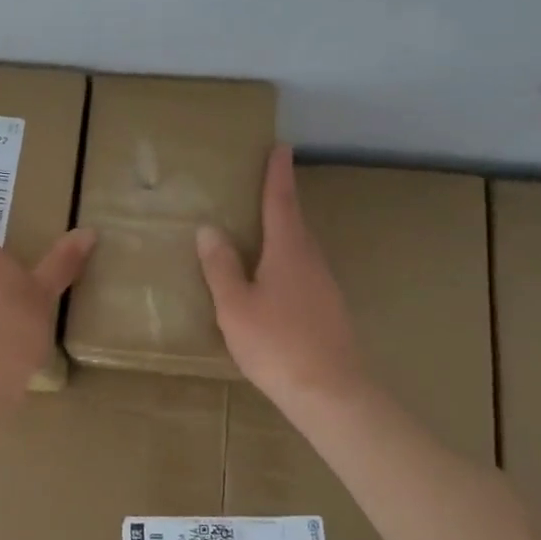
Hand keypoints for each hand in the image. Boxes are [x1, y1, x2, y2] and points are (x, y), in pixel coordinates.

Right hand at [196, 145, 366, 411]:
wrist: (330, 392)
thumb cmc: (276, 344)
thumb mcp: (235, 306)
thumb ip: (221, 267)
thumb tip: (210, 229)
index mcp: (288, 251)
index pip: (281, 202)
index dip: (277, 174)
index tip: (281, 147)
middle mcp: (311, 260)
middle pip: (294, 223)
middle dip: (280, 201)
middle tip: (263, 186)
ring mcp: (324, 286)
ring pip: (300, 249)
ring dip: (284, 234)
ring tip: (261, 232)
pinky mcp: (328, 309)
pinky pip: (303, 272)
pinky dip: (287, 263)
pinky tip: (273, 281)